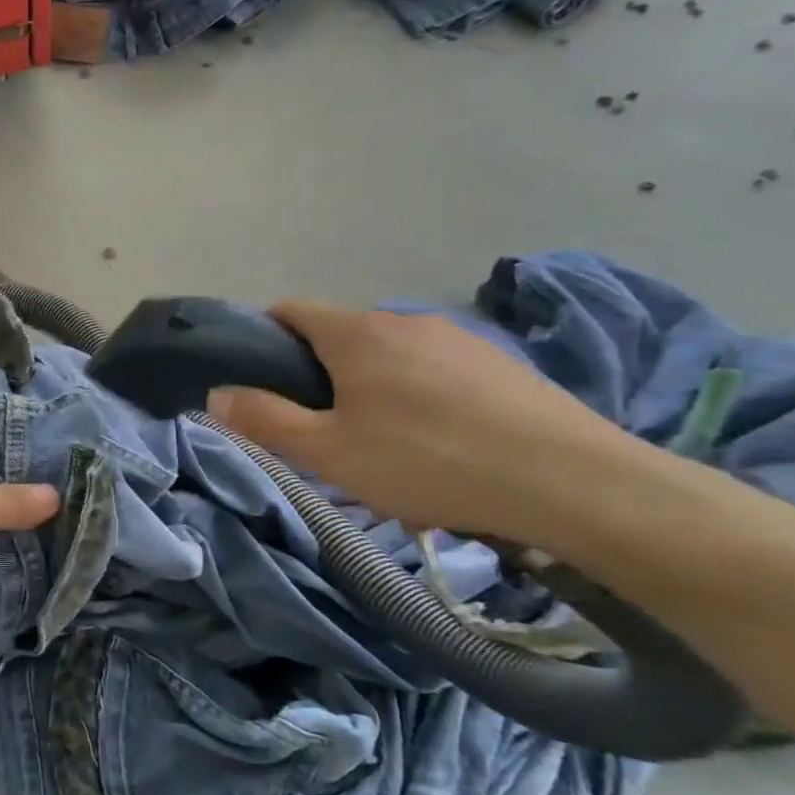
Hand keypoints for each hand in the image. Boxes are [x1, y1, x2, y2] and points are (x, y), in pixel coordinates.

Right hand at [204, 300, 636, 544]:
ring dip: (370, 391)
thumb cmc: (430, 462)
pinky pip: (435, 373)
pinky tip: (440, 449)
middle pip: (339, 337)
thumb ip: (264, 420)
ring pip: (389, 358)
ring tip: (385, 450)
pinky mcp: (501, 364)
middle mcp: (404, 321)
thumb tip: (217, 393)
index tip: (261, 383)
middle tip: (324, 434)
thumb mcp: (329, 453)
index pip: (289, 310)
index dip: (263, 339)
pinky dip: (419, 400)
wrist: (577, 484)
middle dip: (319, 377)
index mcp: (356, 333)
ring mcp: (459, 339)